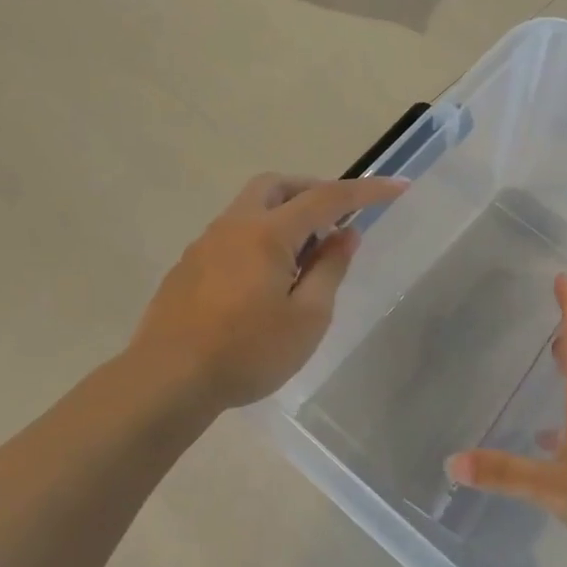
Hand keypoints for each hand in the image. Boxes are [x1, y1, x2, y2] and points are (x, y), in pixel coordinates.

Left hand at [130, 173, 406, 411]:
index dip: (366, 191)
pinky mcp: (188, 267)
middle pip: (277, 187)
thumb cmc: (247, 352)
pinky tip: (266, 281)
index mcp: (267, 234)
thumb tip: (345, 234)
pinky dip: (260, 239)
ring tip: (305, 258)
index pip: (327, 198)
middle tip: (337, 220)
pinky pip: (233, 235)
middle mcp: (233, 226)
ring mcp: (205, 244)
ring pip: (251, 209)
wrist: (168, 379)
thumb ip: (330, 269)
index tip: (398, 187)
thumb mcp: (307, 318)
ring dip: (284, 216)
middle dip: (313, 192)